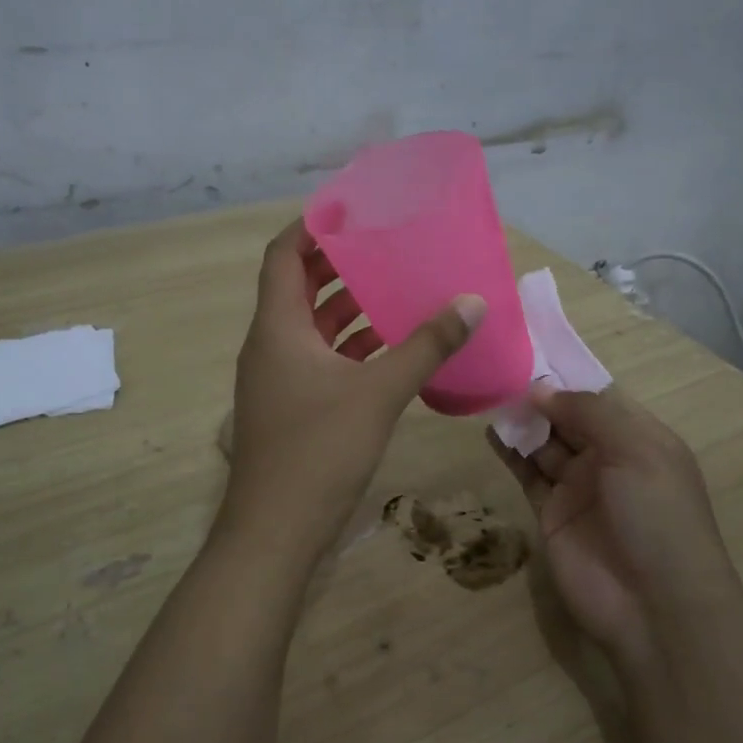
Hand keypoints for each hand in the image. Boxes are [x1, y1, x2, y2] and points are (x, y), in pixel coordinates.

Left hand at [220, 219, 485, 566]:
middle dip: (339, 265)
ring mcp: (278, 379)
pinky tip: (392, 349)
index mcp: (277, 327)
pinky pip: (321, 360)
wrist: (275, 532)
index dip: (312, 227)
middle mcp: (271, 345)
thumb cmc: (318, 450)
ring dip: (349, 309)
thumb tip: (471, 302)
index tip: (352, 210)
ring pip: (313, 327)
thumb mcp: (378, 392)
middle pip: (299, 287)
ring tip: (397, 290)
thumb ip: (426, 346)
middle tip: (386, 247)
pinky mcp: (292, 407)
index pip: (283, 255)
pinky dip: (351, 348)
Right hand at [489, 386, 737, 667]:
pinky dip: (510, 452)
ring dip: (522, 421)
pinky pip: (527, 474)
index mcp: (639, 438)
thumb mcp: (636, 451)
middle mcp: (608, 458)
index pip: (600, 397)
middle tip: (499, 369)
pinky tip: (491, 431)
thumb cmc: (657, 516)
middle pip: (568, 418)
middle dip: (540, 397)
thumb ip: (589, 413)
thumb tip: (541, 389)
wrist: (654, 606)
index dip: (568, 377)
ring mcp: (578, 487)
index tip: (530, 350)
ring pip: (545, 443)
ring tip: (488, 394)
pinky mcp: (550, 513)